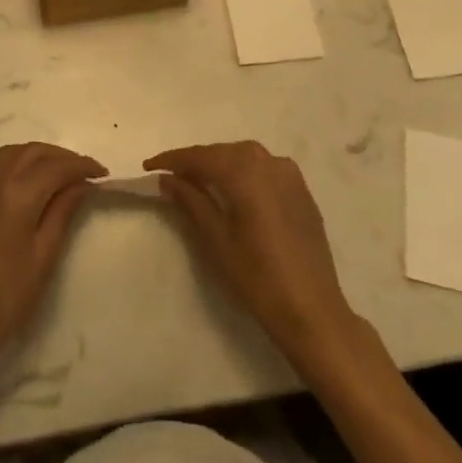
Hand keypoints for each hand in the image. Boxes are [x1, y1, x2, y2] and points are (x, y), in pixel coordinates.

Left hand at [0, 142, 105, 372]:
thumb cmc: (7, 296)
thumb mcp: (44, 256)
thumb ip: (63, 212)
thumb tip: (82, 184)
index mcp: (17, 193)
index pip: (56, 167)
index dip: (82, 166)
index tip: (104, 173)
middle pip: (35, 151)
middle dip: (63, 157)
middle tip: (87, 173)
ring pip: (16, 152)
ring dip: (41, 155)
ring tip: (64, 174)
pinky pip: (0, 162)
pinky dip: (21, 160)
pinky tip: (32, 179)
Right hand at [144, 141, 365, 369]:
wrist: (312, 310)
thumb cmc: (257, 276)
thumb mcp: (216, 239)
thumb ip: (191, 201)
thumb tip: (167, 179)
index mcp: (244, 171)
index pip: (200, 156)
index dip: (172, 160)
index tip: (149, 166)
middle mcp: (268, 162)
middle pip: (223, 152)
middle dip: (196, 161)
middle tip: (172, 177)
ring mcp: (289, 174)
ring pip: (244, 157)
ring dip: (220, 164)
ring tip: (199, 182)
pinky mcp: (301, 190)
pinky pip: (265, 169)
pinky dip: (244, 172)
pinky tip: (234, 190)